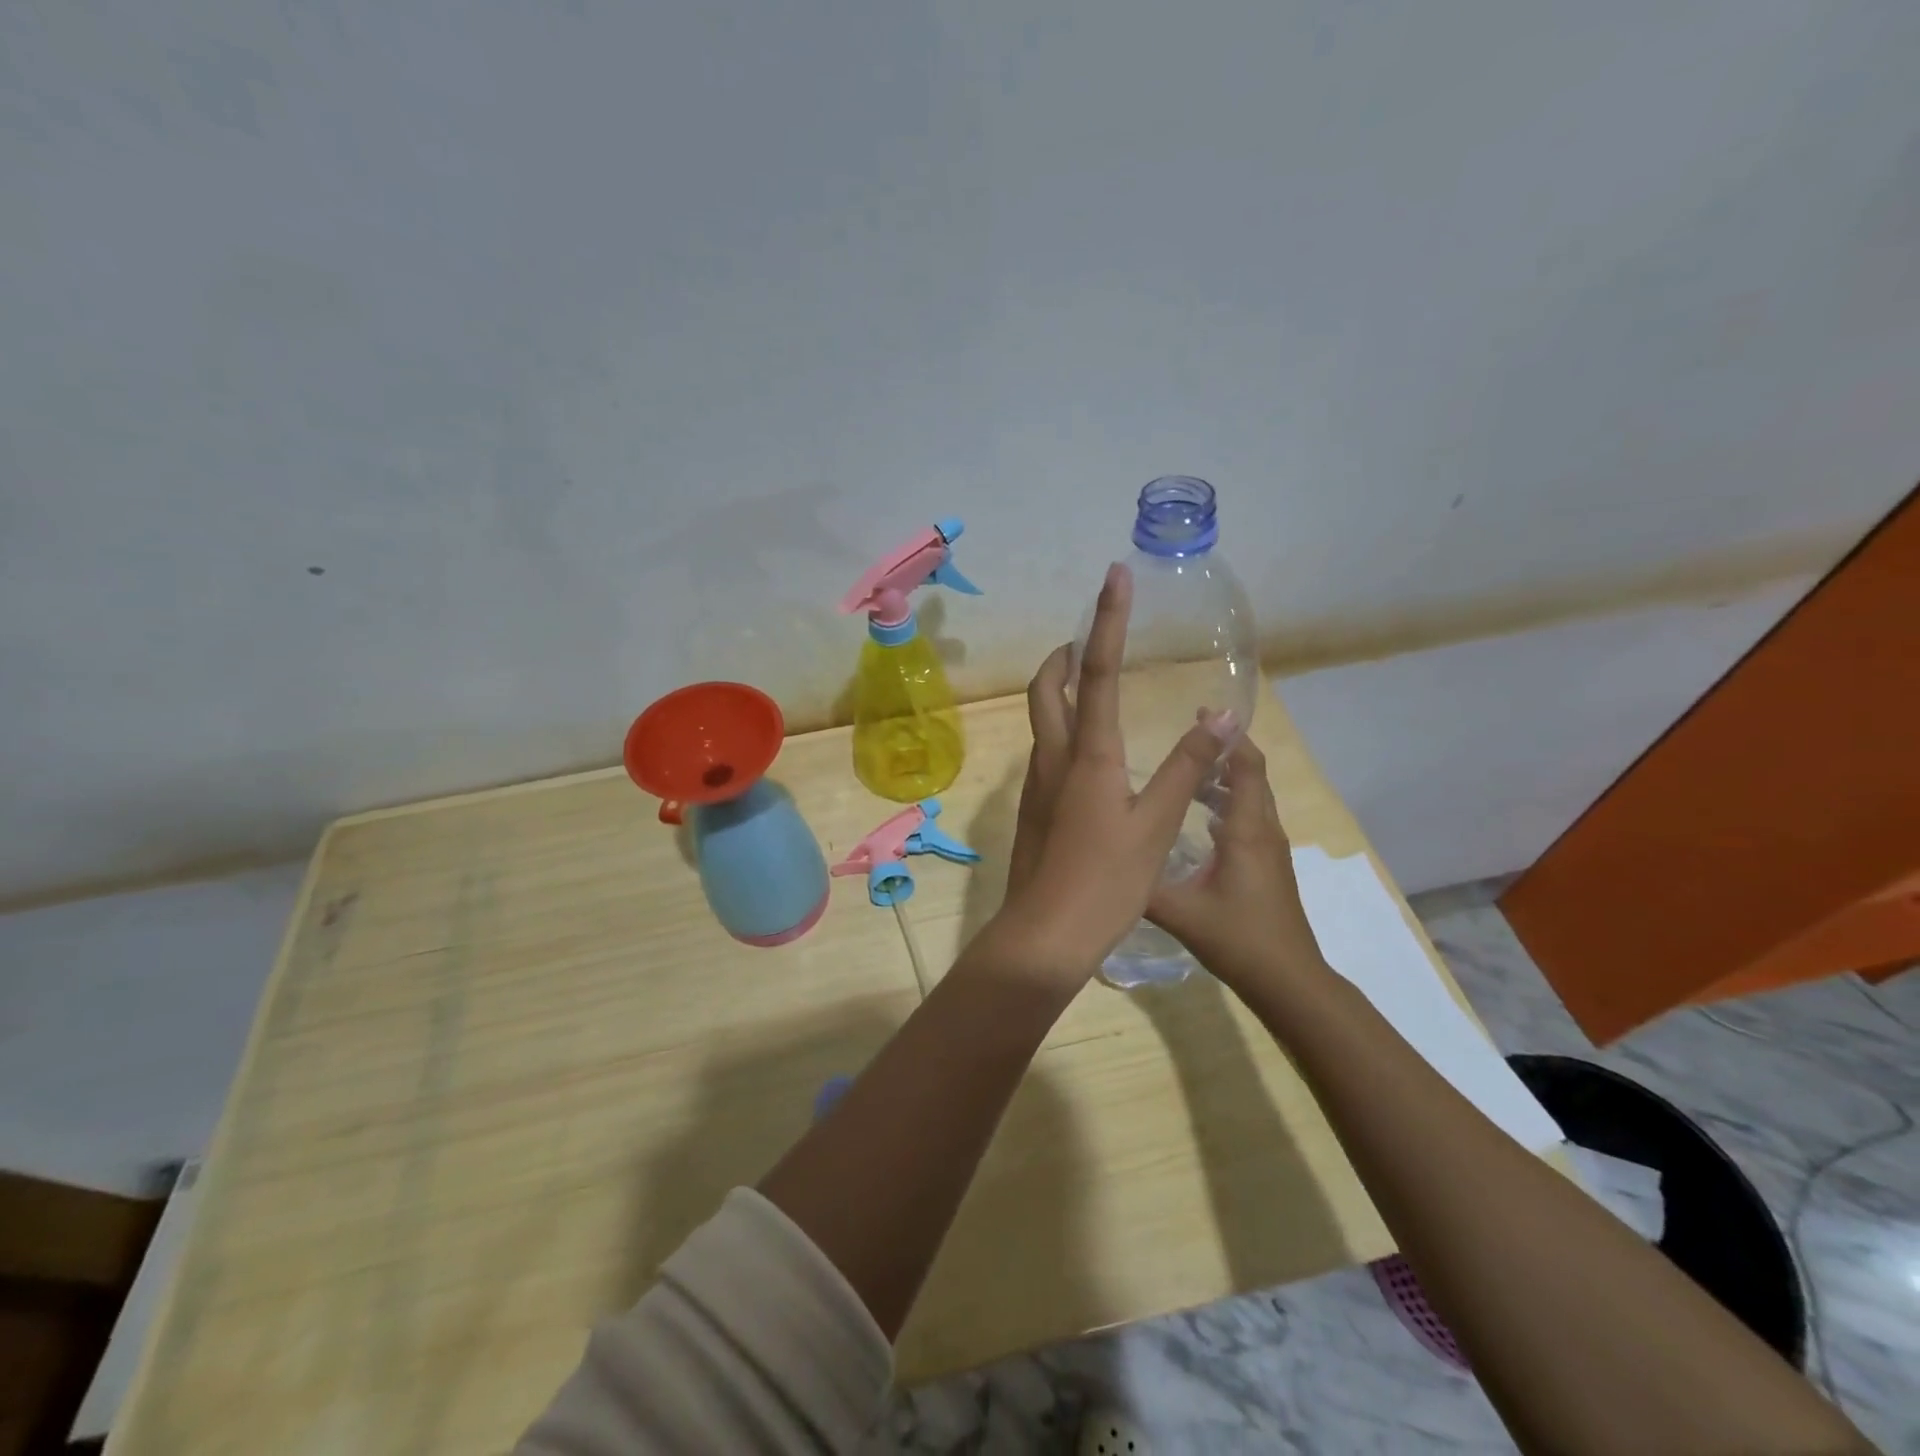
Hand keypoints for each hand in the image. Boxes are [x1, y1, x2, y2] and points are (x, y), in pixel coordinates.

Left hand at [996, 563, 1234, 978]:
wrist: (1046, 933)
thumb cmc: (1106, 880)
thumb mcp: (1157, 823)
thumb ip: (1185, 767)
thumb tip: (1218, 716)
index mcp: (1087, 753)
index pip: (1098, 671)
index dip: (1106, 620)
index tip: (1112, 576)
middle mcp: (1053, 757)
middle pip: (1047, 688)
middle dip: (1064, 656)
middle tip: (1088, 640)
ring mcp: (1037, 783)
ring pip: (1043, 720)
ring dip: (1061, 690)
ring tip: (1091, 683)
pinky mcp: (1034, 808)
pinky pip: (1047, 751)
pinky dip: (1064, 729)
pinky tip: (1090, 753)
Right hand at [1146, 735, 1330, 994]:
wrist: (1288, 980)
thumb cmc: (1238, 938)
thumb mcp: (1179, 911)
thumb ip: (1140, 884)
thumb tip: (1103, 861)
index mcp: (1245, 830)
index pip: (1245, 766)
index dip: (1227, 737)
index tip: (1200, 714)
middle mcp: (1263, 831)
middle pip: (1252, 776)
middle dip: (1223, 752)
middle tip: (1185, 740)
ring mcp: (1270, 850)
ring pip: (1251, 799)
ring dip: (1225, 780)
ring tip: (1186, 774)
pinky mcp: (1269, 866)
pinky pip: (1250, 820)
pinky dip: (1228, 805)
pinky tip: (1198, 820)